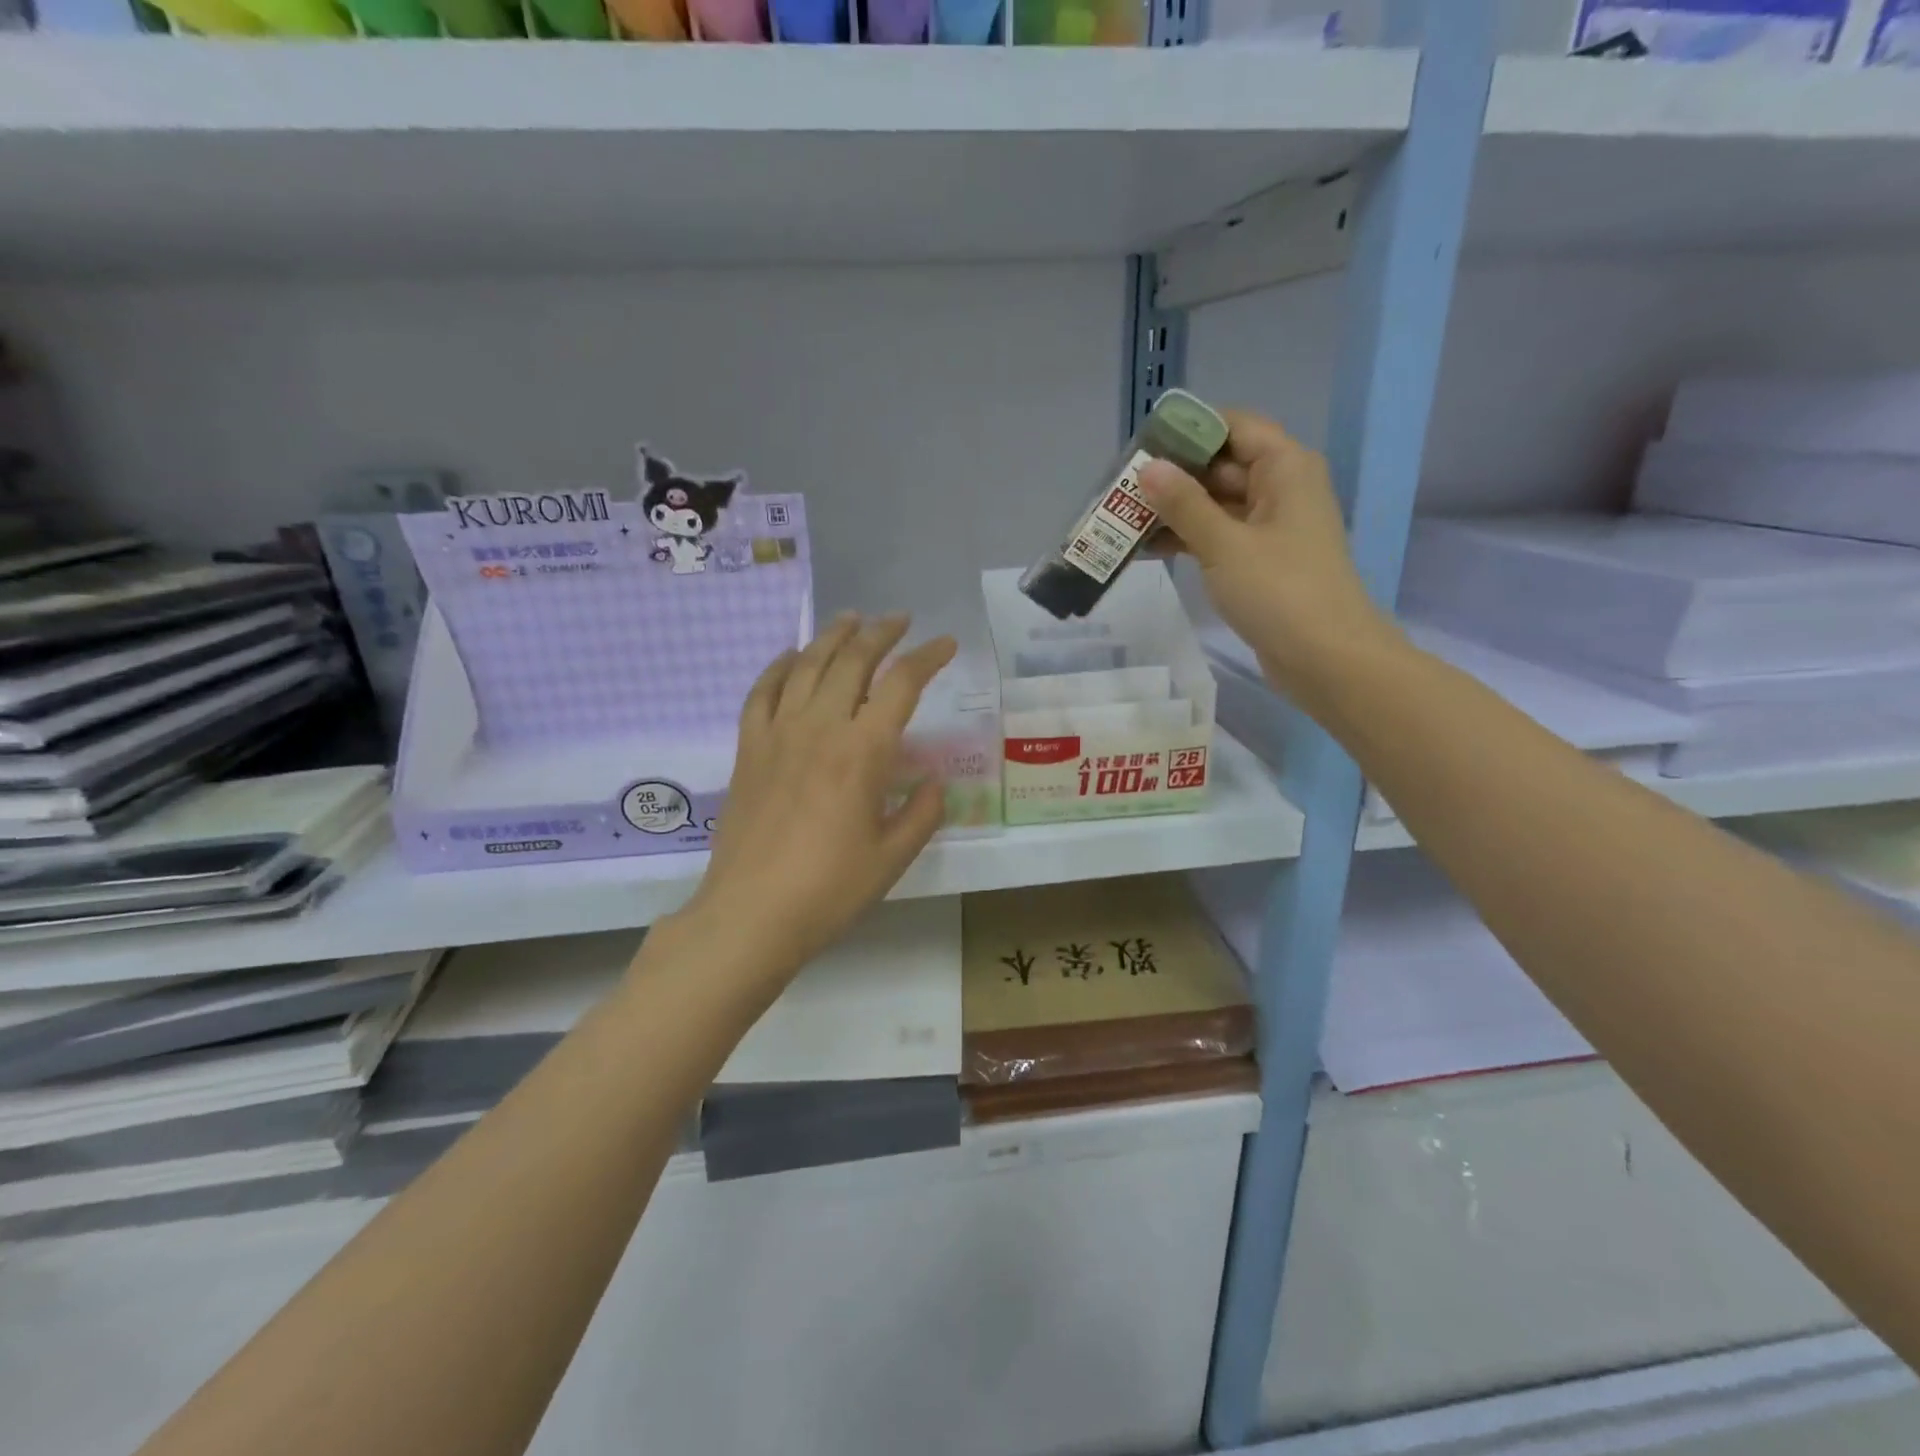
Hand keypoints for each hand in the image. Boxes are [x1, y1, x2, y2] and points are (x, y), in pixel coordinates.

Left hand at [683, 612, 956, 982]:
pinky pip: (762, 692)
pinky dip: (778, 666)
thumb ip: (922, 814)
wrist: (751, 914)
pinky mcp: (748, 749)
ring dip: (832, 636)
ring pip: (806, 665)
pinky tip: (790, 657)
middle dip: (880, 633)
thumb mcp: (892, 857)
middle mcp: (820, 728)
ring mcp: (777, 734)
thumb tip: (934, 784)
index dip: (927, 657)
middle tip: (899, 620)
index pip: (901, 684)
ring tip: (851, 619)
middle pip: (852, 661)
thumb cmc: (830, 890)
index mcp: (863, 752)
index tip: (944, 644)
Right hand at [1140, 409, 1397, 701]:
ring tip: (1125, 521)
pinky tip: (1149, 549)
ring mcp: (1272, 527)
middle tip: (1122, 489)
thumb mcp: (1224, 544)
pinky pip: (1221, 536)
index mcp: (1285, 468)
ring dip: (1176, 511)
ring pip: (1217, 504)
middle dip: (1174, 476)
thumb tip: (1148, 468)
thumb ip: (1184, 504)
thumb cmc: (1279, 591)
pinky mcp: (1262, 561)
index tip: (1144, 447)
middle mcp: (1281, 489)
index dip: (1189, 431)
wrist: (1325, 658)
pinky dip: (1190, 539)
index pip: (1234, 426)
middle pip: (1222, 465)